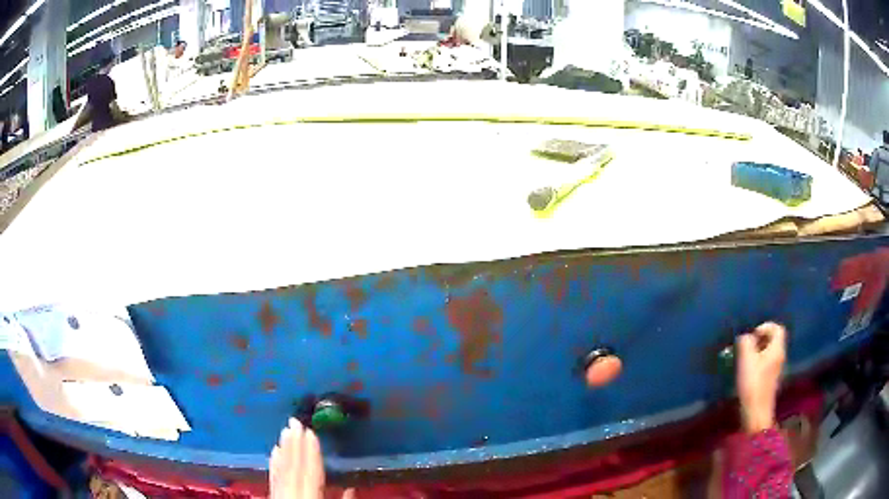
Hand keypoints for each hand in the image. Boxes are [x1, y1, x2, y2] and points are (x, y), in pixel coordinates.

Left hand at [269, 419, 325, 498]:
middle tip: (294, 422)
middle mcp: (290, 492)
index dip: (310, 451)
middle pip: (292, 466)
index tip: (310, 431)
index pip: (309, 470)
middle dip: (294, 443)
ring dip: (284, 449)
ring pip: (281, 468)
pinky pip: (273, 476)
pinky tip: (274, 452)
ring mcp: (279, 493)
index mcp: (308, 495)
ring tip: (285, 431)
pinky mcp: (272, 494)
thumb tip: (350, 488)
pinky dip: (274, 462)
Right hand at [736, 322, 786, 433]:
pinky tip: (747, 372)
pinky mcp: (771, 380)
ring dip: (757, 352)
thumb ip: (746, 343)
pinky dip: (758, 363)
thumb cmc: (753, 383)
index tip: (752, 335)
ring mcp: (776, 369)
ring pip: (769, 353)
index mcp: (777, 349)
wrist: (756, 412)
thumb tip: (745, 336)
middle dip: (760, 340)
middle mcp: (780, 356)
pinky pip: (766, 364)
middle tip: (746, 347)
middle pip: (773, 340)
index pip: (777, 328)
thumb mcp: (746, 360)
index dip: (765, 327)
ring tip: (744, 359)